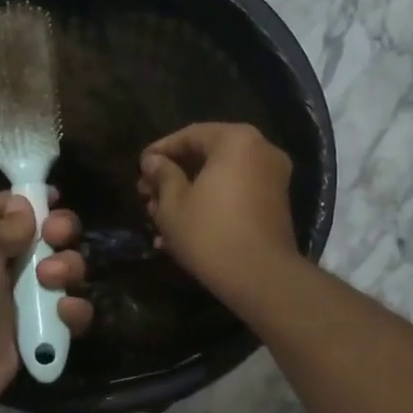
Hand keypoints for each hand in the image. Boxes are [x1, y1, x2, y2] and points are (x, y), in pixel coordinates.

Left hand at [0, 191, 92, 412]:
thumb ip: (2, 221)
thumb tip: (25, 209)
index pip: (5, 208)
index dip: (30, 199)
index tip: (56, 196)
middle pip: (43, 238)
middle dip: (59, 232)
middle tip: (57, 238)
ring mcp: (18, 300)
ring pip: (62, 273)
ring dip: (68, 269)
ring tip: (52, 280)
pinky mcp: (36, 332)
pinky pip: (68, 314)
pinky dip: (73, 311)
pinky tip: (63, 313)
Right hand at [138, 123, 298, 301]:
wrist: (260, 277)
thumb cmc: (209, 233)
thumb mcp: (173, 204)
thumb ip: (162, 175)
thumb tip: (153, 161)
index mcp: (236, 141)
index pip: (190, 135)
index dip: (160, 151)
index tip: (139, 168)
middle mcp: (261, 152)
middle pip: (207, 157)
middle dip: (173, 177)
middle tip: (146, 196)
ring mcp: (272, 180)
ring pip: (220, 180)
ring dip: (187, 196)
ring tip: (157, 218)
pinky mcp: (274, 207)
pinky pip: (235, 197)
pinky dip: (210, 207)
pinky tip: (180, 233)